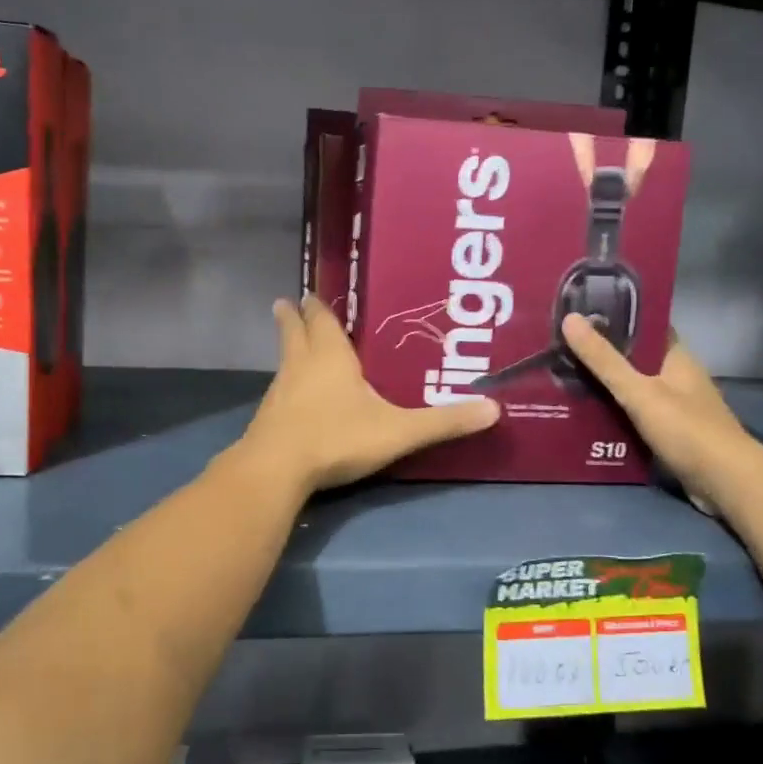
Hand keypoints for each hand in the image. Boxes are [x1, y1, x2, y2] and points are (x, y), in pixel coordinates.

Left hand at [239, 295, 499, 492]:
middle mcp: (300, 366)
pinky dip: (286, 383)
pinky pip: (279, 390)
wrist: (277, 470)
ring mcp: (279, 392)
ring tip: (295, 344)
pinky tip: (293, 397)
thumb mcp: (398, 431)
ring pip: (284, 361)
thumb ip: (442, 422)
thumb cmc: (337, 438)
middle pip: (293, 333)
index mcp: (330, 357)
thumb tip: (494, 410)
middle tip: (286, 302)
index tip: (308, 293)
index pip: (321, 321)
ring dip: (289, 349)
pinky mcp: (268, 418)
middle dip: (292, 318)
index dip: (317, 308)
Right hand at [561, 314, 747, 515]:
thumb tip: (570, 318)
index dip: (616, 319)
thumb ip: (604, 360)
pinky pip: (637, 415)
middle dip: (604, 355)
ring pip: (635, 388)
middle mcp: (678, 377)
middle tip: (562, 348)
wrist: (726, 483)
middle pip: (637, 358)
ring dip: (607, 386)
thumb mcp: (639, 391)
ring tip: (564, 378)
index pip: (646, 327)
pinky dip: (616, 413)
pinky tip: (587, 415)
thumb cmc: (686, 429)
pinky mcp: (672, 434)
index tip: (581, 315)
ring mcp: (677, 407)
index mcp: (676, 357)